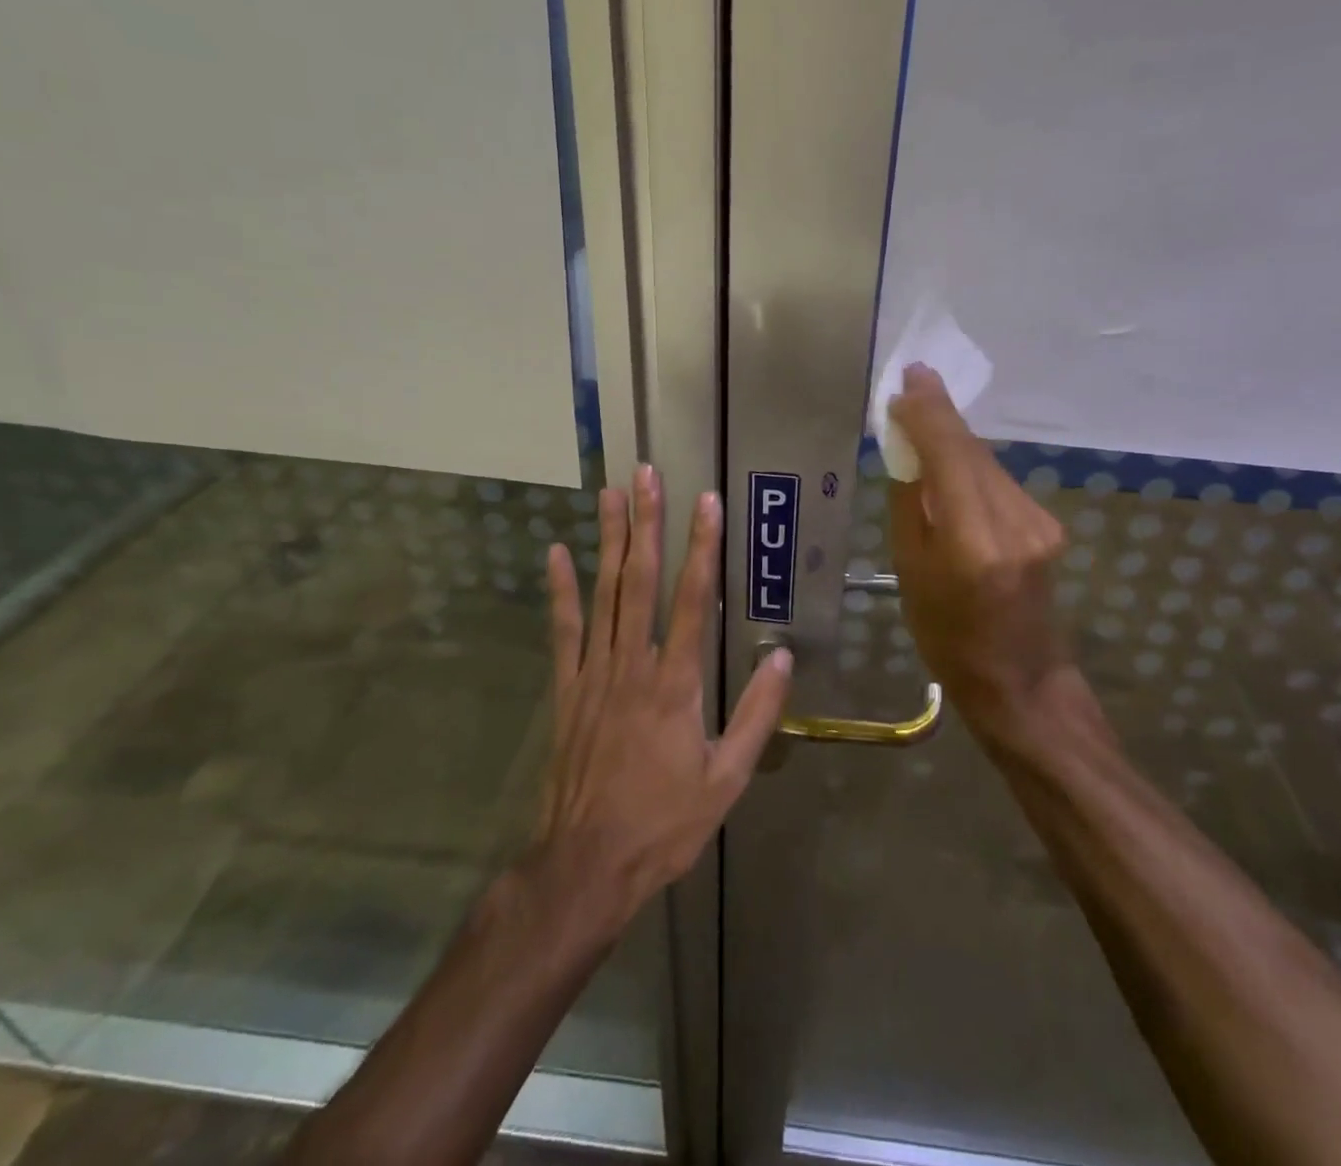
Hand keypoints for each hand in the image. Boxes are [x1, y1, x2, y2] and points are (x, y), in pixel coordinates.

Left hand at [540, 466, 792, 917]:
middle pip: (640, 580)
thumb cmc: (665, 823)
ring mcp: (594, 673)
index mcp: (676, 683)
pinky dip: (560, 590)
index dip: (701, 546)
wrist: (587, 864)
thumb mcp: (727, 779)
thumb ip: (756, 715)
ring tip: (610, 494)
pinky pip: (564, 630)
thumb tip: (783, 658)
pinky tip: (557, 553)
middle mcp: (633, 665)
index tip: (705, 502)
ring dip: (608, 540)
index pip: (693, 599)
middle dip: (647, 523)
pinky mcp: (568, 689)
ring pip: (603, 594)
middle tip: (645, 475)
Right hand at [887, 365, 1071, 736]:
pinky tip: (952, 467)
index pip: (950, 455)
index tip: (908, 380)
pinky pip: (999, 483)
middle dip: (940, 416)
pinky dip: (972, 467)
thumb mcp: (910, 572)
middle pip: (972, 451)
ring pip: (987, 464)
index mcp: (973, 541)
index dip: (928, 413)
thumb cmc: (947, 636)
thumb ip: (911, 505)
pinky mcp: (1048, 526)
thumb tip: (907, 452)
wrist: (1019, 680)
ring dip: (955, 441)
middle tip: (912, 383)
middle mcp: (1014, 522)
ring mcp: (1039, 523)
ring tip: (924, 420)